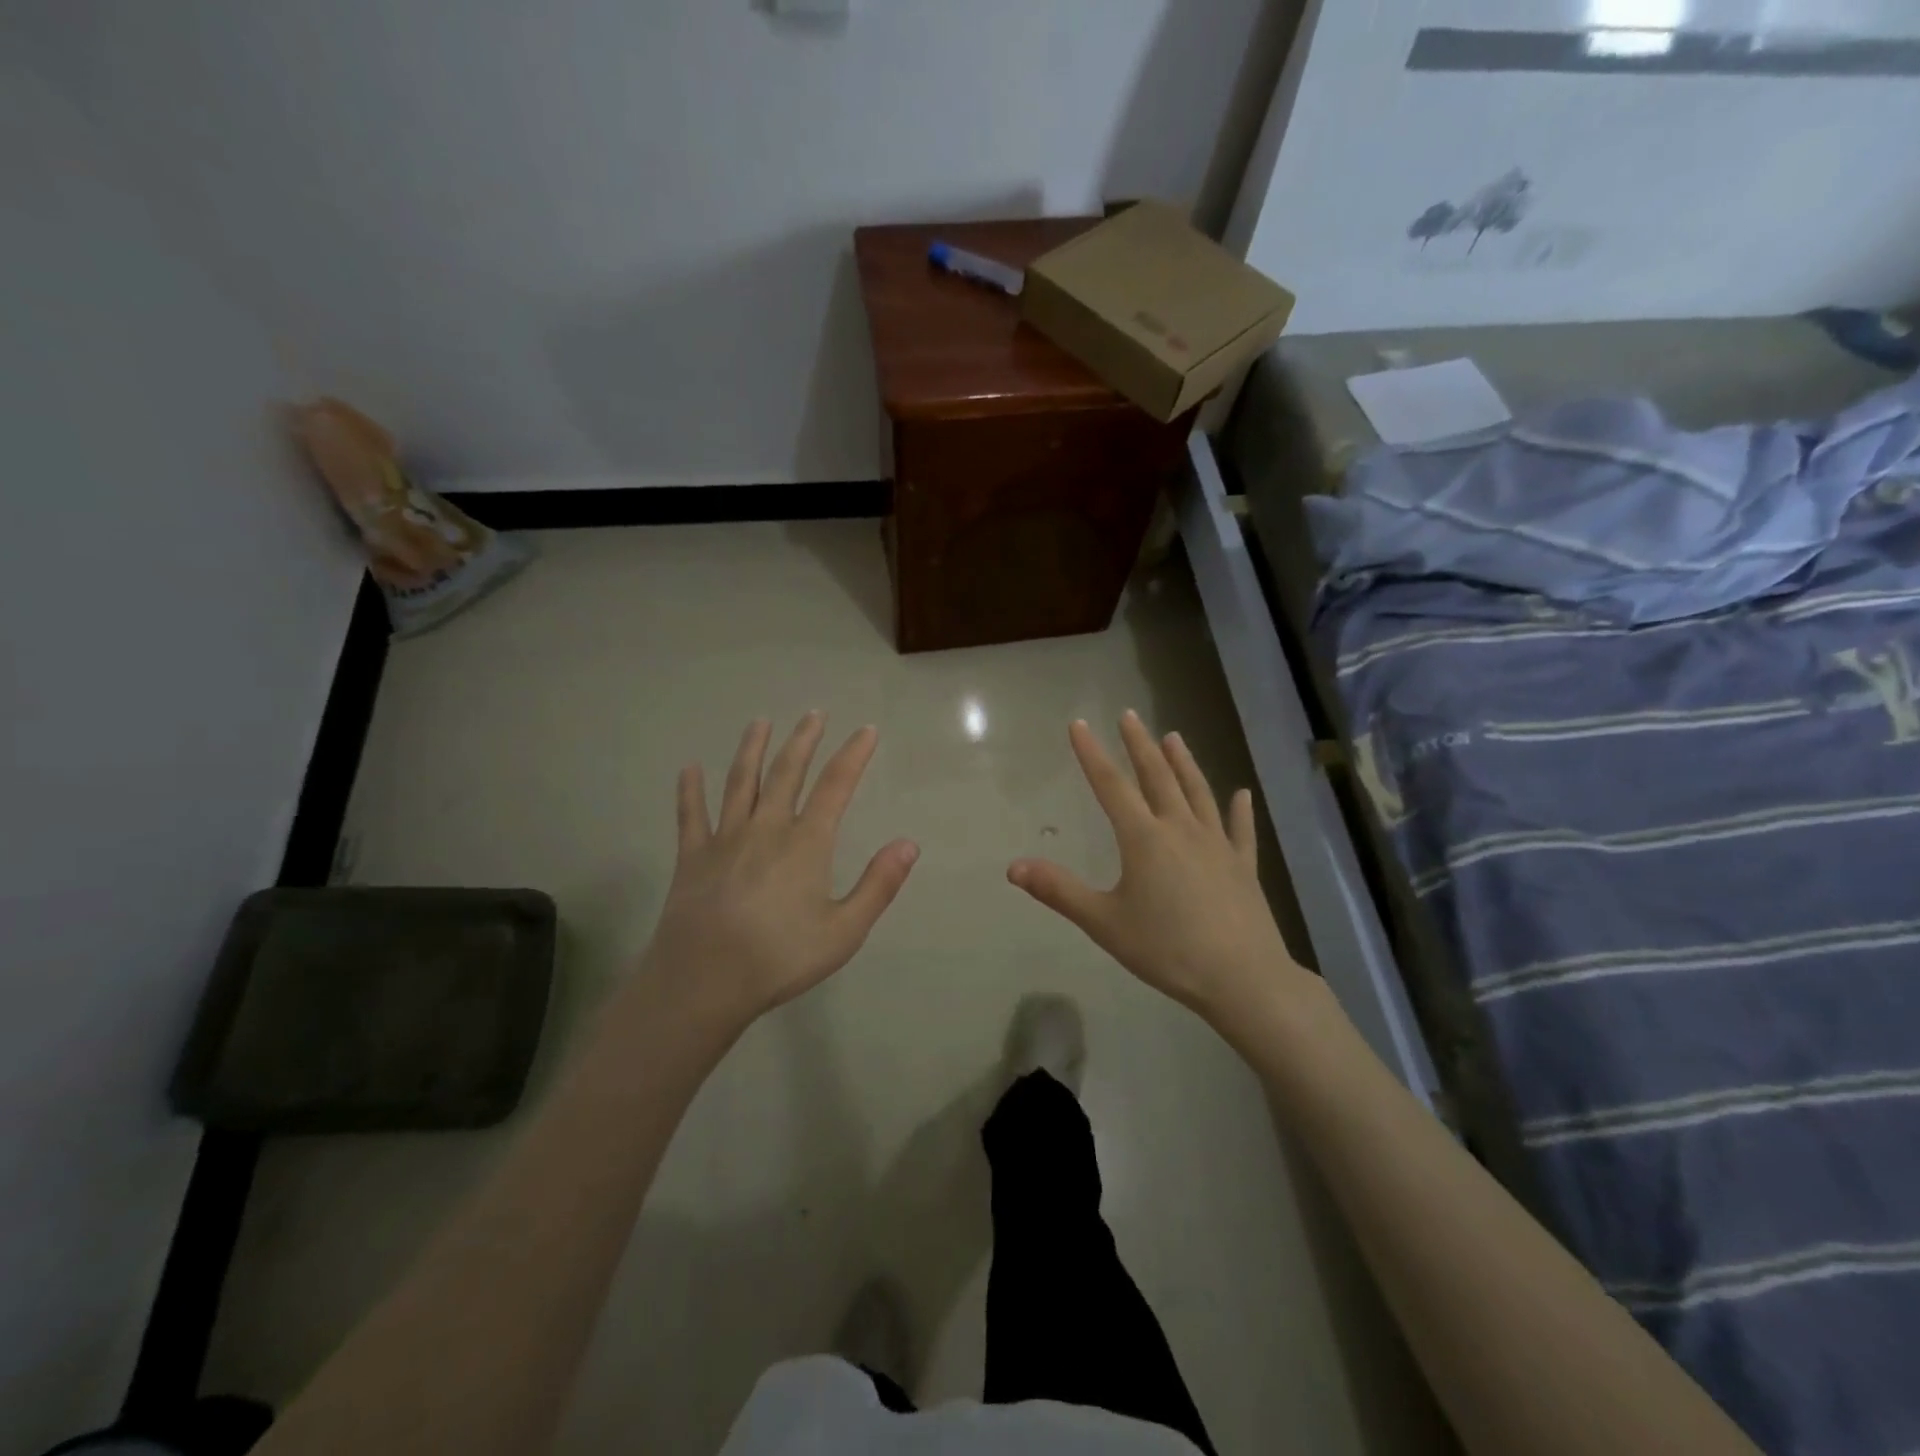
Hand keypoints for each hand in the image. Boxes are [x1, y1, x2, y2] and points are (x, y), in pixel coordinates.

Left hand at [640, 713, 918, 1026]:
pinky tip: (689, 769)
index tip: (867, 730)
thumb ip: (878, 885)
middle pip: (787, 772)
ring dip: (752, 749)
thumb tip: (909, 843)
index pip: (836, 786)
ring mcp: (725, 839)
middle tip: (814, 713)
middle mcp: (767, 828)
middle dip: (804, 740)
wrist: (703, 981)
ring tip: (760, 722)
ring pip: (741, 782)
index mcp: (806, 843)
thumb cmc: (780, 958)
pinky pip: (691, 815)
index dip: (854, 755)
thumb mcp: (844, 931)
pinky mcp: (692, 857)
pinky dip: (690, 790)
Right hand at [1008, 712, 1305, 1022]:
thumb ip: (1059, 891)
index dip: (1092, 754)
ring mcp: (1217, 845)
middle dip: (1139, 745)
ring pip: (1197, 793)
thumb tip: (1013, 866)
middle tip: (1129, 716)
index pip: (1111, 786)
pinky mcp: (1243, 866)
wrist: (1241, 978)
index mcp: (1144, 839)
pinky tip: (1242, 794)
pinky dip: (1240, 810)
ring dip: (1184, 763)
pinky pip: (1241, 830)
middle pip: (1157, 777)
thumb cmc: (1166, 949)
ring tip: (1174, 737)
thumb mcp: (1104, 922)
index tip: (1080, 724)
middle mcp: (1181, 830)